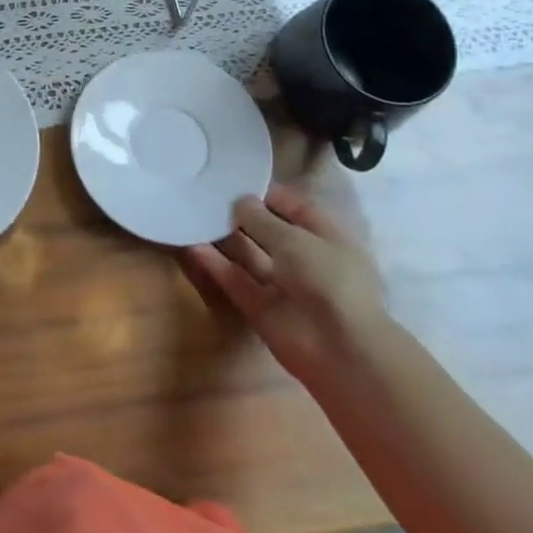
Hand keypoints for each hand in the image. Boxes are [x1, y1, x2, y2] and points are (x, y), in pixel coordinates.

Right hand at [182, 184, 389, 387]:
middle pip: (268, 232)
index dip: (267, 194)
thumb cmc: (327, 279)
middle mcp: (305, 259)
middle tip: (205, 195)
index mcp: (326, 237)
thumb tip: (239, 201)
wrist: (340, 351)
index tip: (234, 180)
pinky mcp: (262, 309)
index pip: (295, 207)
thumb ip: (261, 219)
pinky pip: (237, 281)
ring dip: (224, 239)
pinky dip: (216, 266)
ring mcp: (283, 286)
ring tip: (193, 216)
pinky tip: (192, 246)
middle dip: (241, 215)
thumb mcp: (294, 239)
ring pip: (250, 256)